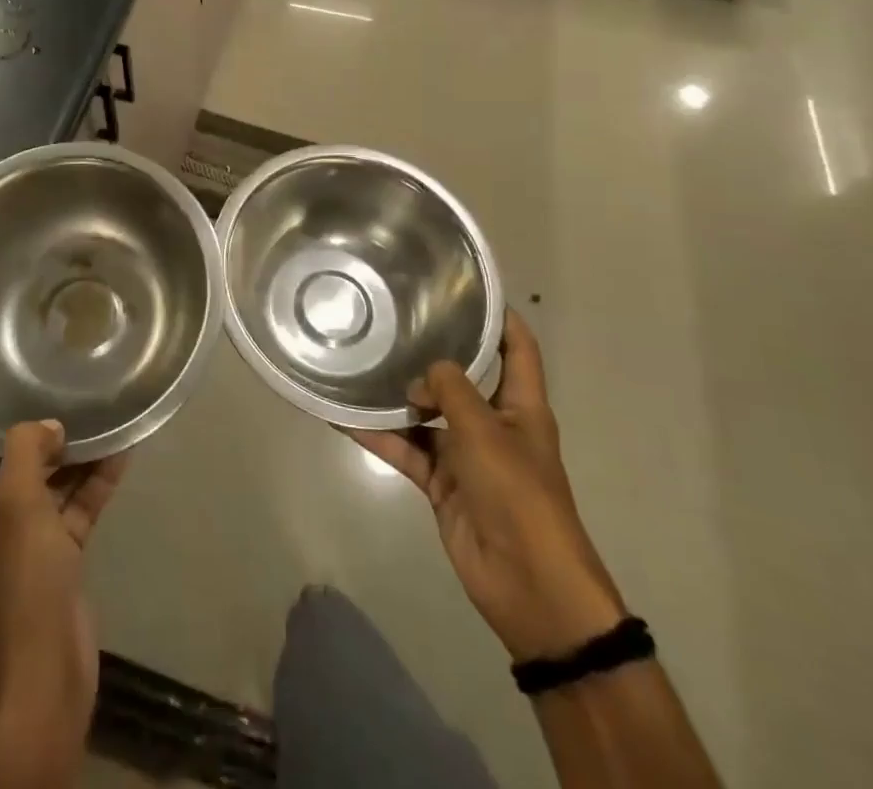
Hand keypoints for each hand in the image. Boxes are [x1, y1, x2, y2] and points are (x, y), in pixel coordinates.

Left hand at [0, 400, 128, 736]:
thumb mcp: (16, 507)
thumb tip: (46, 426)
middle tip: (37, 387)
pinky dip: (91, 482)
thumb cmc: (14, 588)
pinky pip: (69, 509)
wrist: (42, 684)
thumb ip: (26, 451)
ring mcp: (15, 546)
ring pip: (36, 485)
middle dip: (10, 430)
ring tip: (92, 411)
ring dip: (63, 454)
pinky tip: (121, 451)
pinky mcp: (51, 561)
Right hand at [348, 311, 625, 661]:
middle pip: (462, 377)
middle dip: (431, 353)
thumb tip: (419, 378)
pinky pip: (406, 449)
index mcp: (521, 405)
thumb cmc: (519, 495)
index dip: (499, 317)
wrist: (529, 585)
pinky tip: (344, 416)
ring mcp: (465, 454)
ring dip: (397, 396)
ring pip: (425, 414)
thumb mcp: (486, 431)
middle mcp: (493, 423)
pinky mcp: (441, 483)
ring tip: (359, 362)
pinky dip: (378, 435)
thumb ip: (450, 391)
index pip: (516, 347)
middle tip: (392, 319)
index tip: (464, 287)